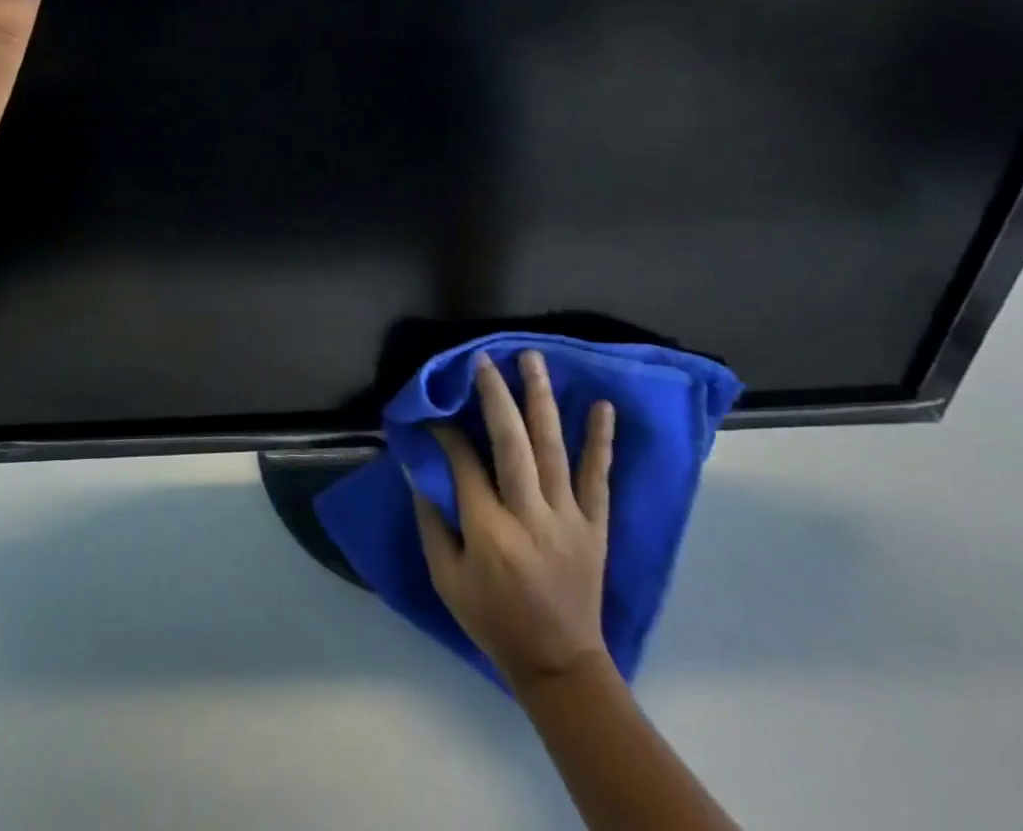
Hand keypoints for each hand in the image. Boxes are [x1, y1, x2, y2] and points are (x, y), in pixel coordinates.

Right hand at [414, 352, 616, 694]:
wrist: (559, 664)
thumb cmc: (493, 619)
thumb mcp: (446, 579)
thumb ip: (431, 521)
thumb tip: (420, 469)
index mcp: (489, 530)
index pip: (465, 463)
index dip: (447, 432)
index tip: (436, 411)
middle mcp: (530, 516)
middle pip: (512, 444)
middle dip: (496, 397)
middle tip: (484, 360)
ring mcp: (568, 518)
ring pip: (553, 449)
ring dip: (542, 400)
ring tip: (533, 360)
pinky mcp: (595, 526)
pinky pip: (598, 478)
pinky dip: (601, 441)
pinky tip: (602, 406)